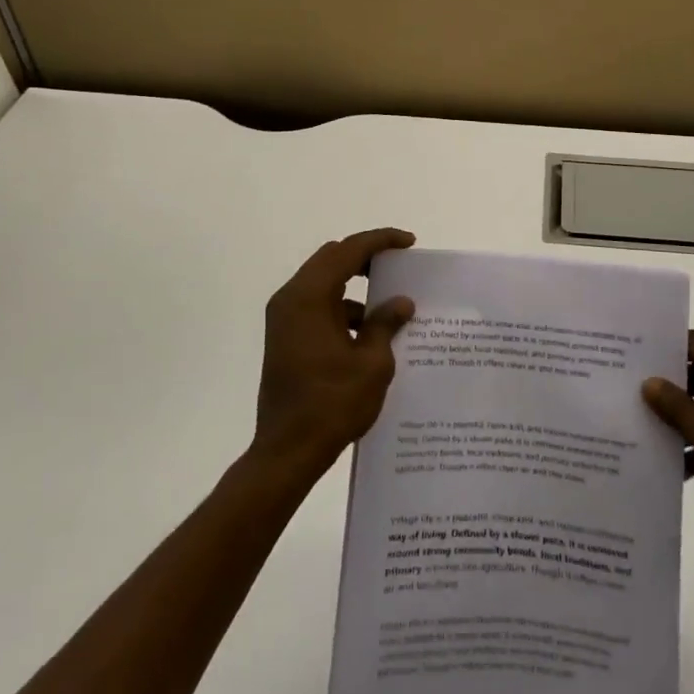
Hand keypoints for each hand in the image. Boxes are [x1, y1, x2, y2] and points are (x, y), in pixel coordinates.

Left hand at [251, 228, 417, 480]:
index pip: (348, 250)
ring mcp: (284, 319)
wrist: (287, 452)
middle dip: (366, 257)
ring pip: (324, 283)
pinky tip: (369, 332)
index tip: (409, 242)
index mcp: (309, 297)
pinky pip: (318, 306)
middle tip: (398, 263)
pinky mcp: (286, 338)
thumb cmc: (331, 404)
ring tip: (389, 302)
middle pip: (332, 259)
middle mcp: (291, 299)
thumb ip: (385, 324)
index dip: (380, 241)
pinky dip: (343, 308)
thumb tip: (401, 302)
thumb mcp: (371, 363)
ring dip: (355, 285)